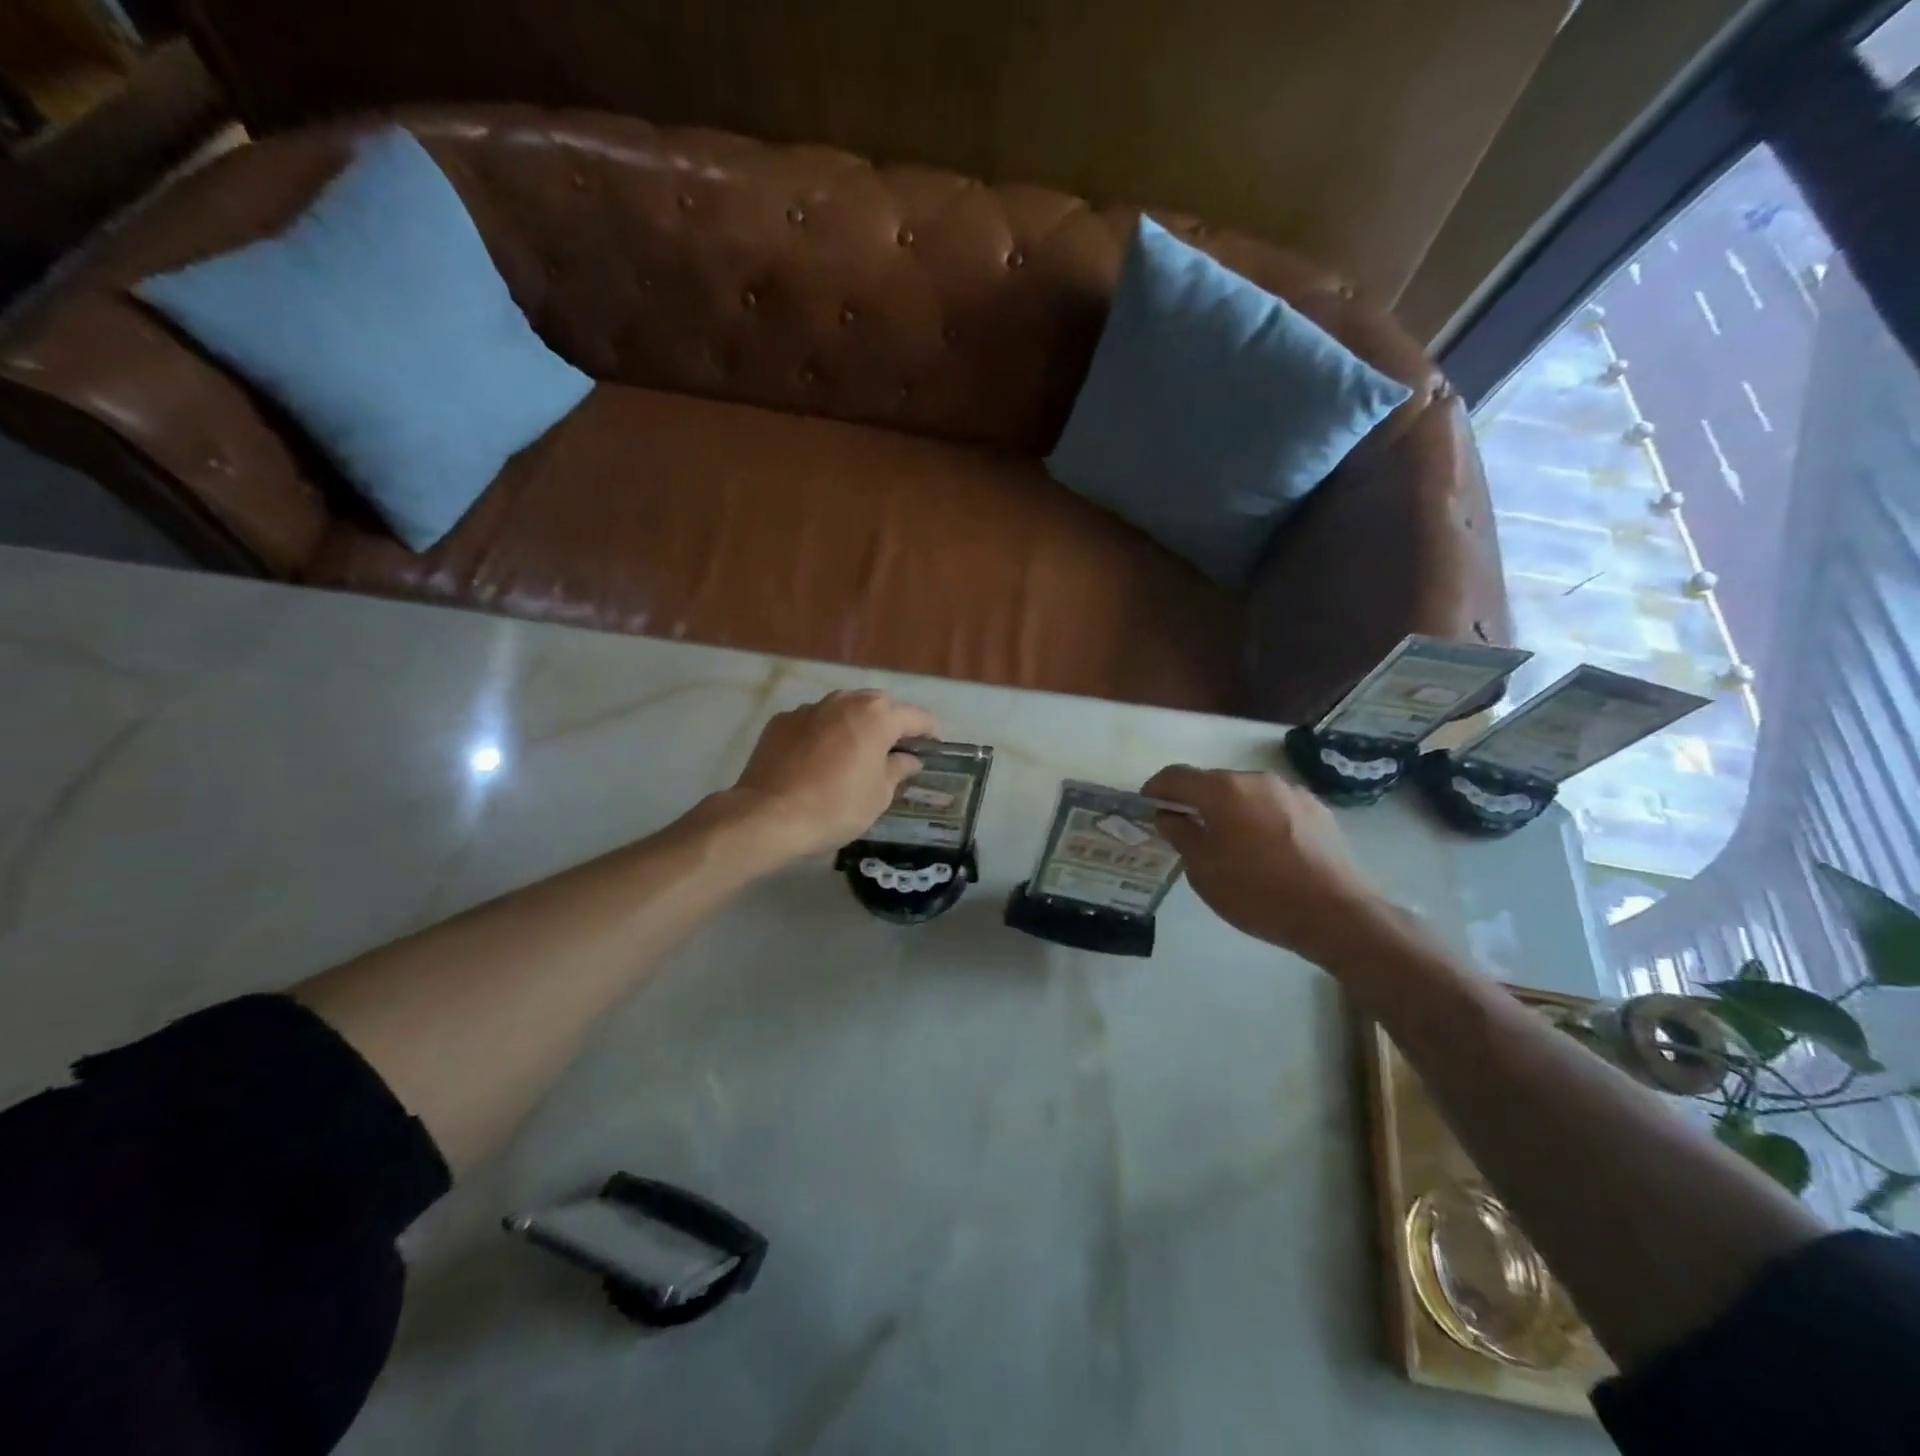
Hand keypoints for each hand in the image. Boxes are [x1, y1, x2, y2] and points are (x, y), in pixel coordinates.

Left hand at [722, 689, 939, 862]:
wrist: (768, 815)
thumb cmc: (836, 806)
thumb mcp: (878, 796)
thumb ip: (897, 770)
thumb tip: (907, 759)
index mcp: (877, 716)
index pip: (916, 717)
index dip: (929, 732)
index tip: (934, 747)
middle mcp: (845, 701)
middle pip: (878, 705)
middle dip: (889, 723)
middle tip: (892, 751)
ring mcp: (809, 708)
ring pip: (842, 709)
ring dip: (853, 725)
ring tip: (853, 753)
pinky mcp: (781, 721)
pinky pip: (813, 722)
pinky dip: (822, 734)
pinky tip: (816, 760)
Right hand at [1142, 765, 1394, 967]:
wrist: (1337, 914)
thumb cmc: (1258, 893)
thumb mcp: (1204, 871)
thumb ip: (1181, 835)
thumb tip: (1169, 816)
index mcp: (1223, 790)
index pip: (1176, 776)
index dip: (1157, 789)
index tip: (1148, 807)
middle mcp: (1256, 779)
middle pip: (1213, 781)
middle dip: (1194, 800)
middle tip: (1186, 830)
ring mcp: (1291, 792)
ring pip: (1246, 793)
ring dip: (1229, 810)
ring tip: (1229, 843)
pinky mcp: (1317, 810)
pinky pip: (1274, 806)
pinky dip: (1259, 818)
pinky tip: (1264, 849)